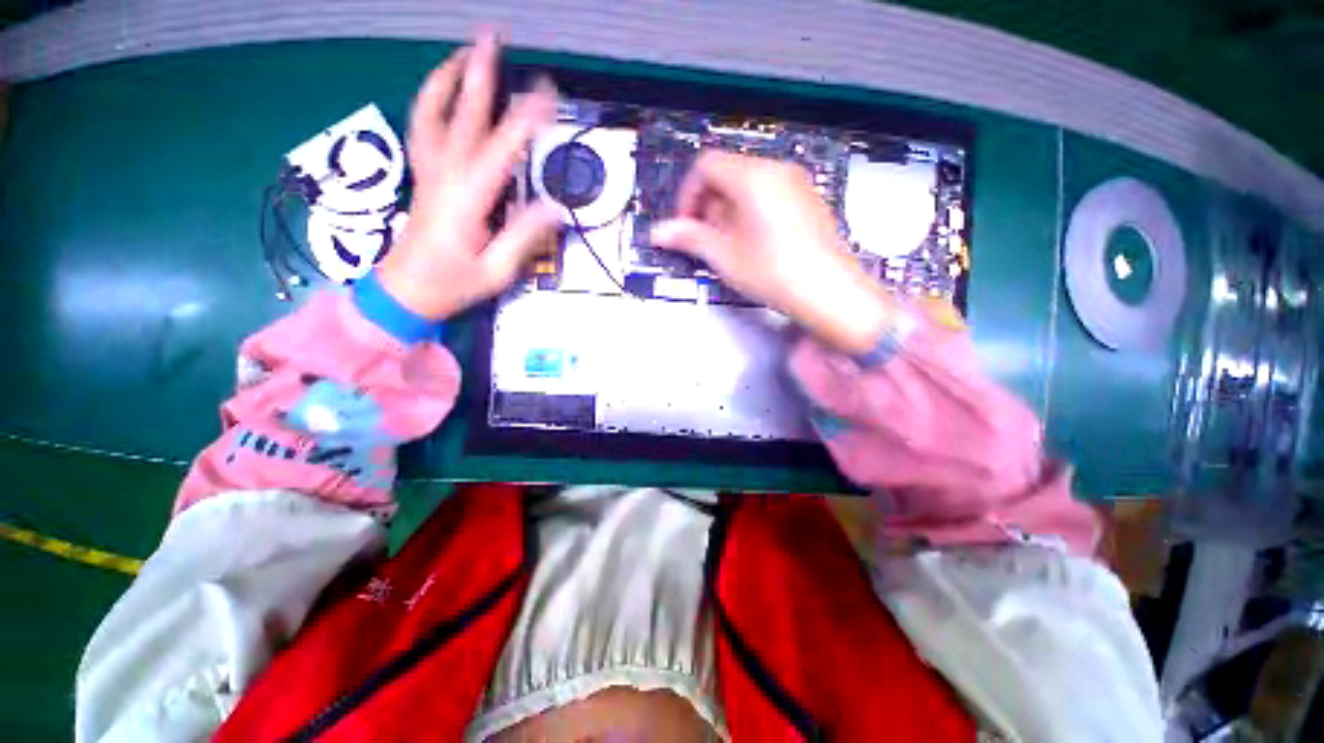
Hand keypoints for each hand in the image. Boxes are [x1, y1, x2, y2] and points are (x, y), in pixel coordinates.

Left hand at [377, 32, 559, 320]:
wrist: (406, 291)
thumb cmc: (453, 284)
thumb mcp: (496, 271)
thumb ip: (523, 237)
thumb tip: (553, 208)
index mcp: (467, 199)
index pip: (500, 149)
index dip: (524, 119)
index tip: (545, 92)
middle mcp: (445, 176)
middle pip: (462, 116)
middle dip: (479, 74)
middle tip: (492, 37)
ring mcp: (429, 172)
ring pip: (432, 114)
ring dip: (446, 78)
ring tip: (463, 51)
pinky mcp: (423, 176)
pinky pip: (421, 129)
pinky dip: (429, 102)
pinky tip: (439, 92)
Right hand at [650, 151, 895, 353]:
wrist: (829, 292)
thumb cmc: (776, 272)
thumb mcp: (724, 256)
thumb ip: (689, 238)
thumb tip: (660, 232)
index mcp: (753, 177)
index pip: (706, 166)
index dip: (688, 195)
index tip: (685, 225)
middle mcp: (777, 171)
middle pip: (727, 173)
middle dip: (708, 206)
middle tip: (707, 241)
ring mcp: (797, 184)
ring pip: (748, 186)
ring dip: (728, 212)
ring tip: (731, 247)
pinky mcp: (808, 202)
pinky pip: (770, 196)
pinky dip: (751, 214)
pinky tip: (755, 246)